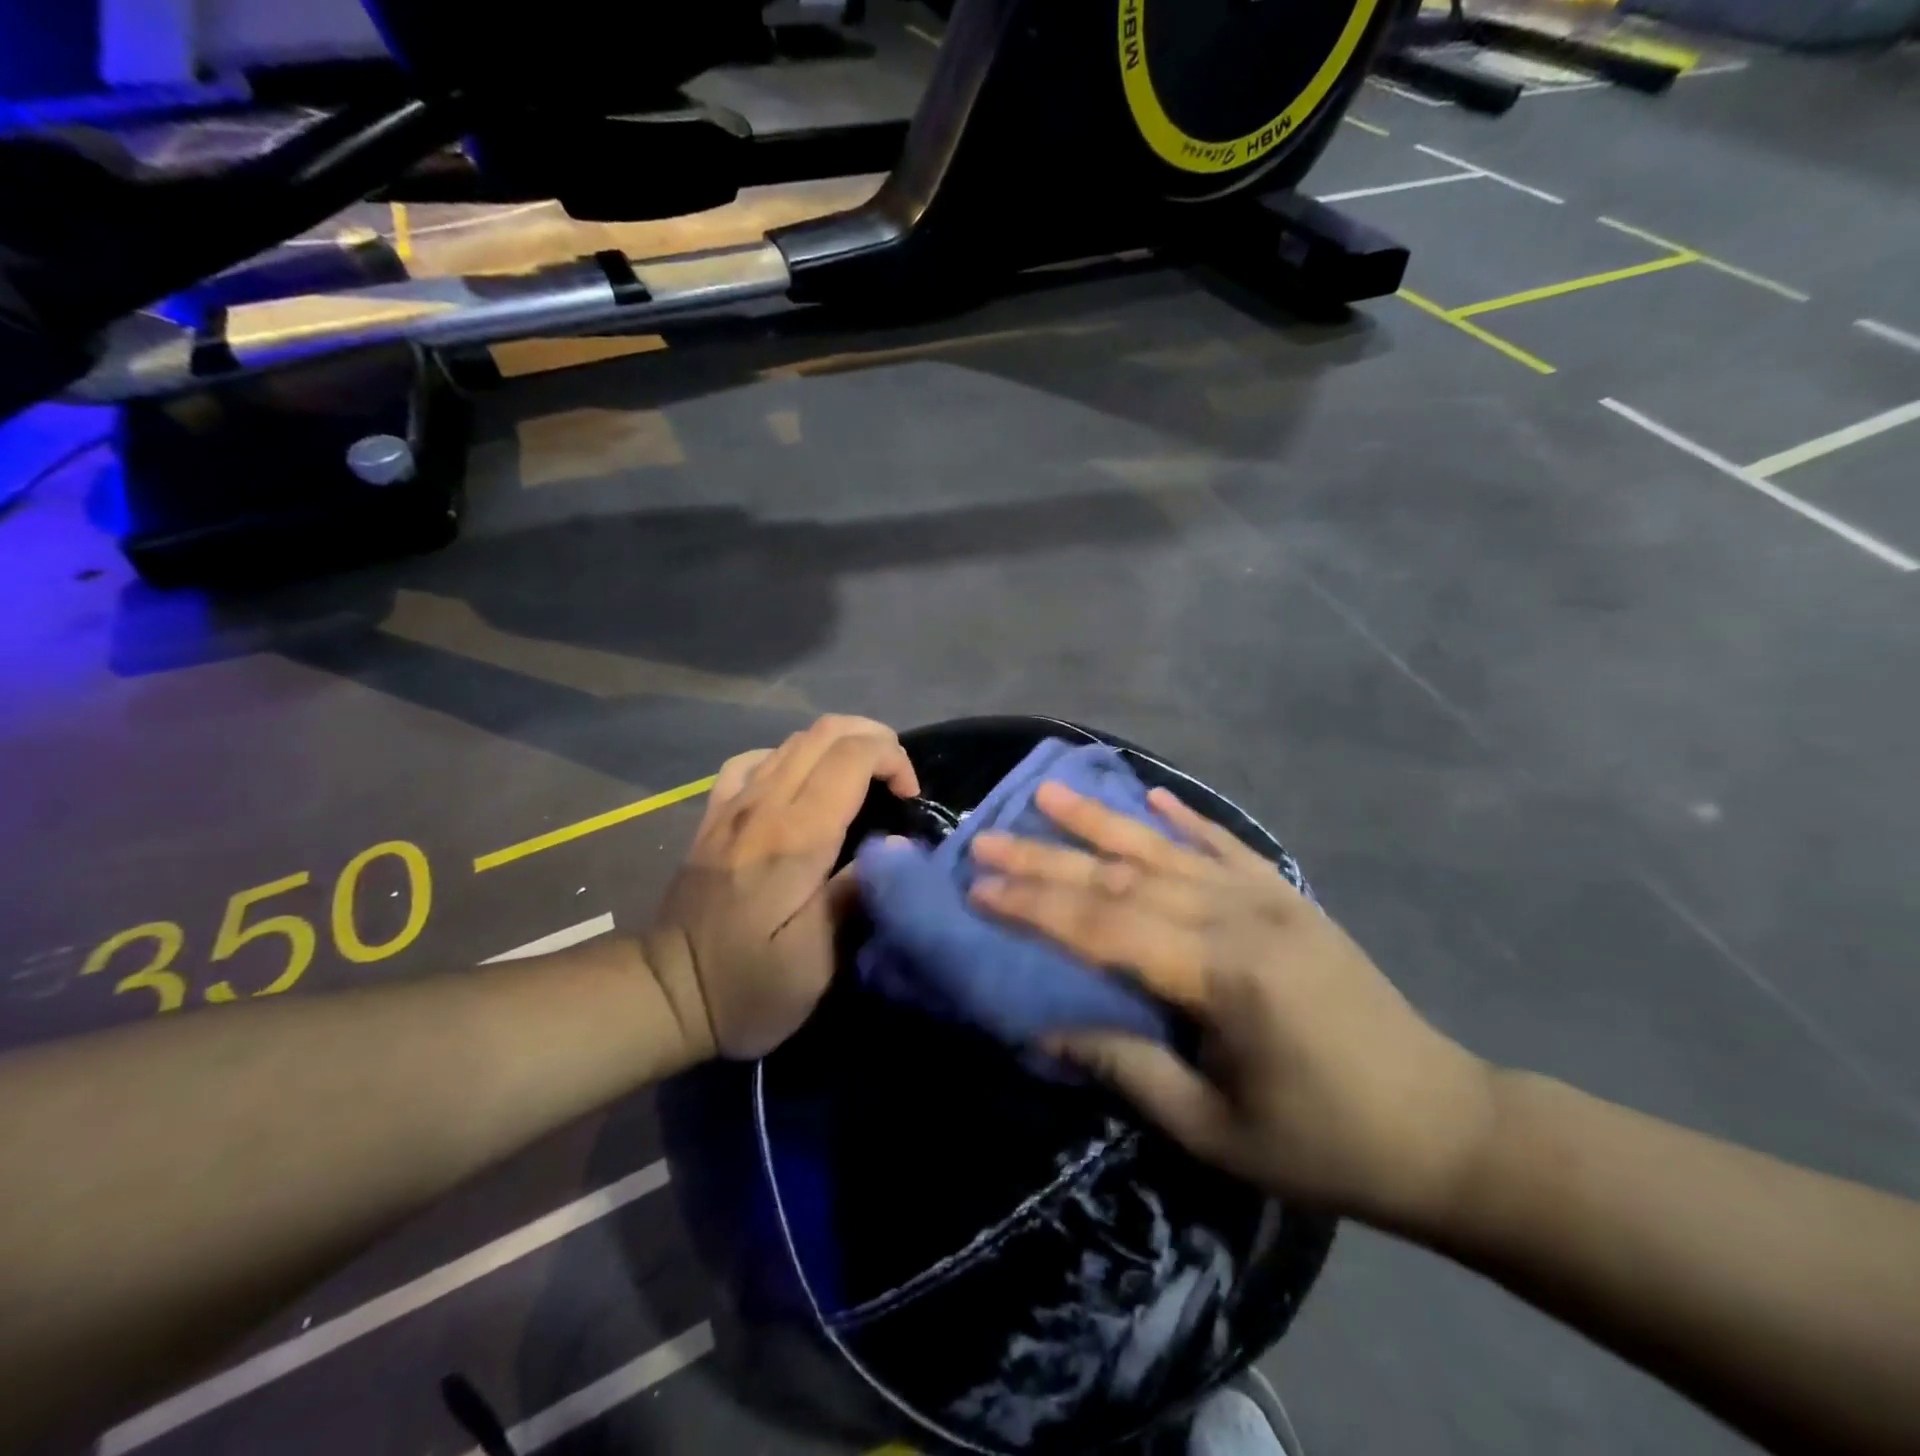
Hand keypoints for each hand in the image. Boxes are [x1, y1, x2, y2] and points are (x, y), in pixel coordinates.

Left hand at [644, 716, 919, 1061]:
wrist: (664, 991)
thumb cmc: (748, 984)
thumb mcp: (817, 960)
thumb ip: (857, 892)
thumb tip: (896, 844)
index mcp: (797, 836)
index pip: (853, 756)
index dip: (894, 760)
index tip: (911, 798)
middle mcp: (765, 804)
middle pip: (826, 731)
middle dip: (875, 740)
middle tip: (897, 780)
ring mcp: (734, 804)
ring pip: (794, 739)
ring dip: (840, 745)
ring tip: (863, 780)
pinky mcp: (715, 813)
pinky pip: (756, 759)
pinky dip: (792, 757)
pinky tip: (801, 784)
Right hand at [970, 784, 1495, 1227]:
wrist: (1444, 1128)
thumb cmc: (1324, 1143)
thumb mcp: (1214, 1130)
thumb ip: (1127, 1068)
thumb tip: (1045, 1031)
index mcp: (1223, 974)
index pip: (1106, 929)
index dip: (1036, 908)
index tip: (980, 887)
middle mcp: (1240, 917)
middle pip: (1124, 878)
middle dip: (1048, 859)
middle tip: (988, 837)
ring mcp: (1268, 899)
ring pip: (1166, 849)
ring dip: (1101, 821)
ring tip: (1050, 791)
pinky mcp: (1288, 898)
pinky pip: (1225, 846)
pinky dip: (1182, 820)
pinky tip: (1151, 797)